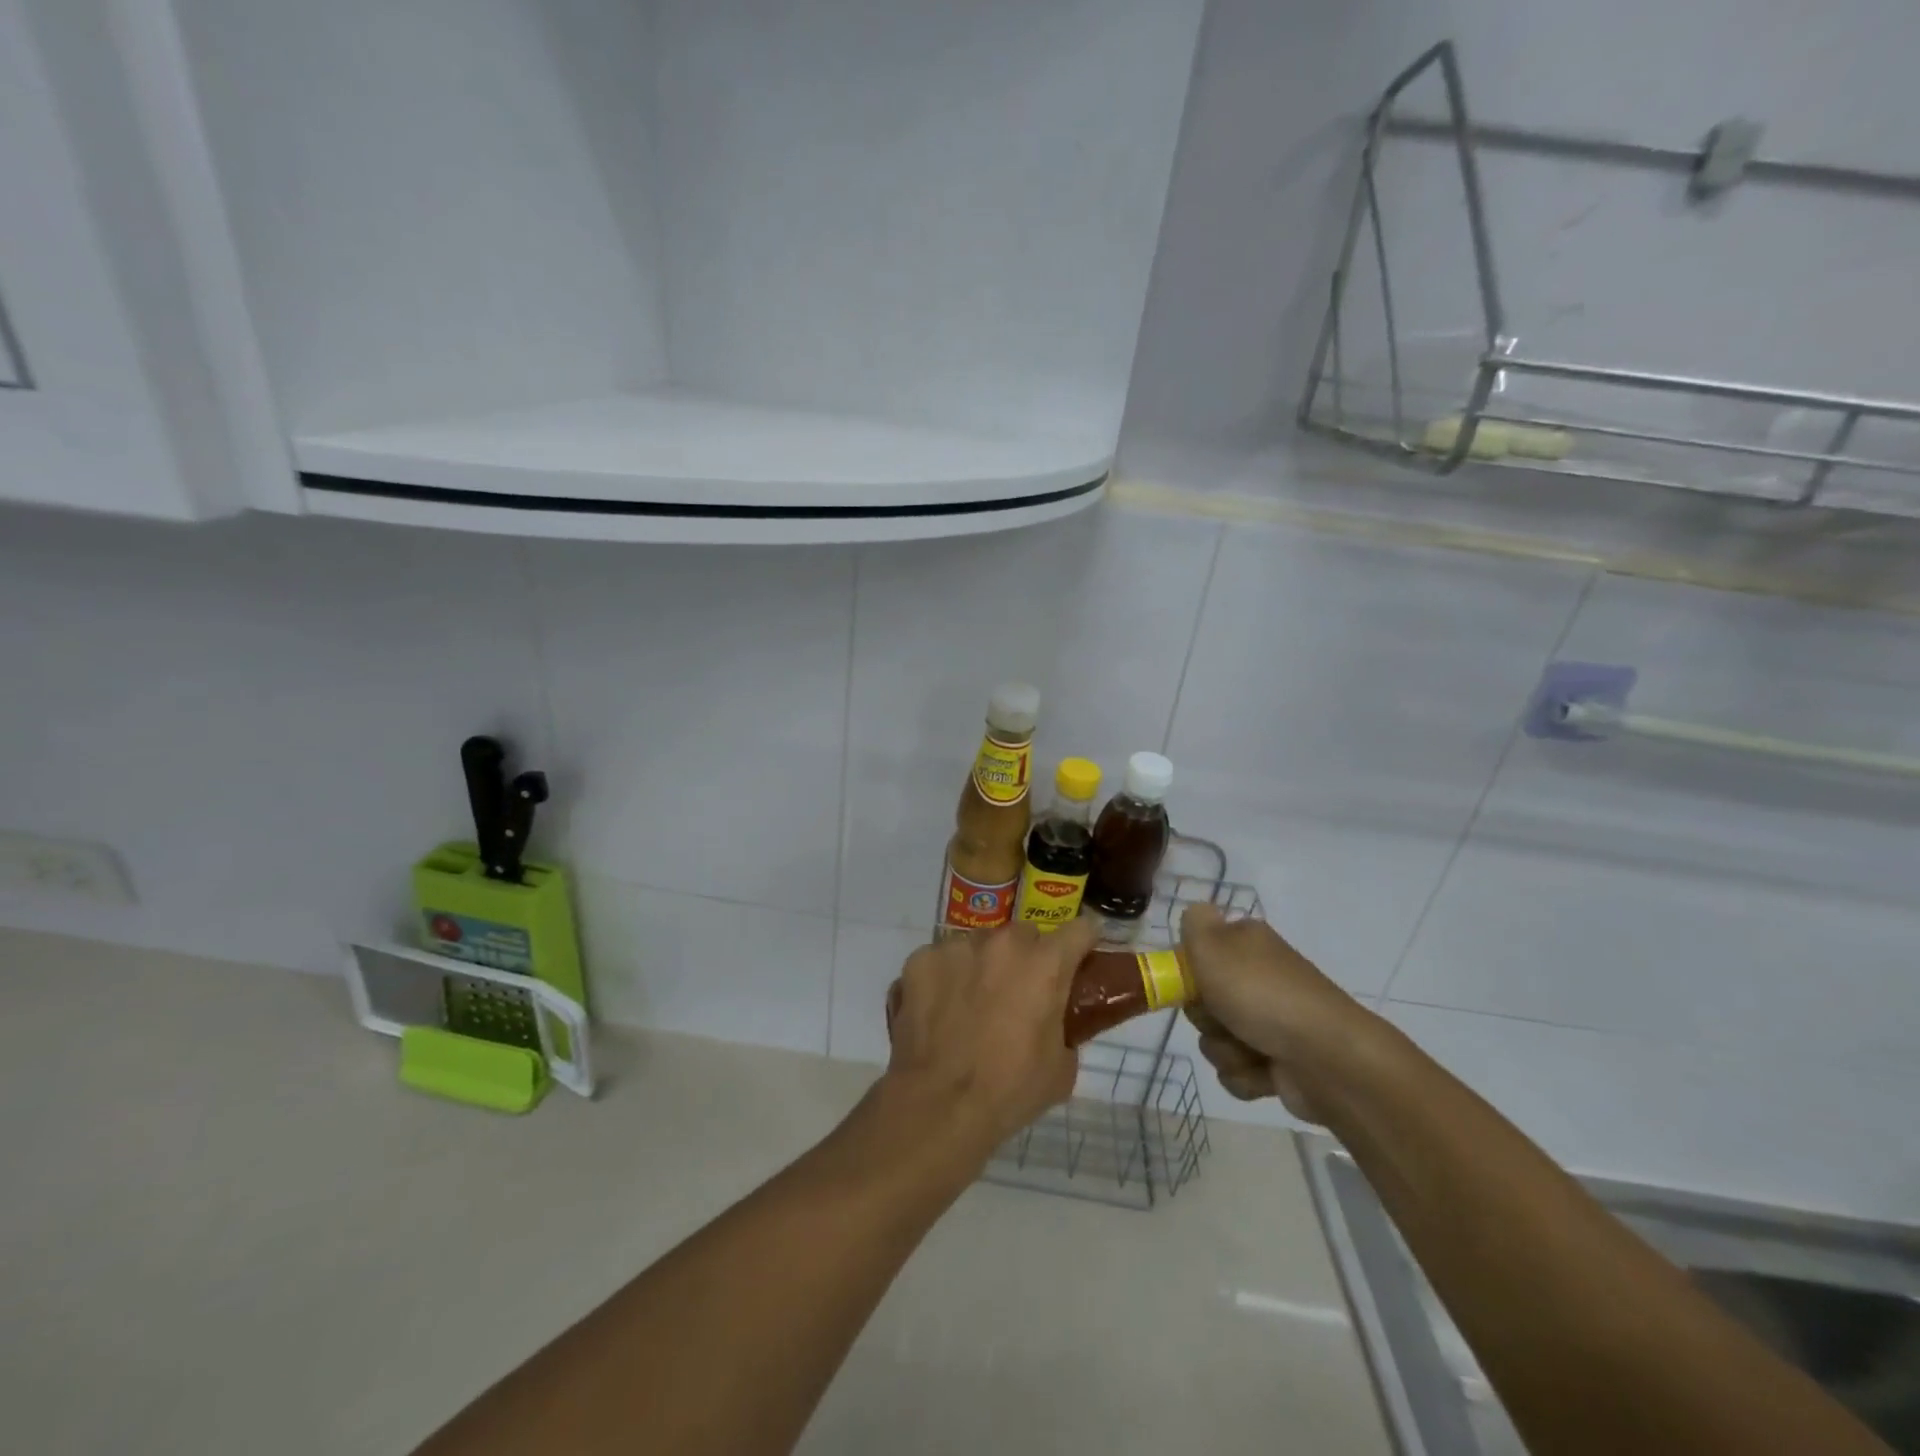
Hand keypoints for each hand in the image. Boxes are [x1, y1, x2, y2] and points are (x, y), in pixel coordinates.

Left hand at [882, 918, 1100, 1158]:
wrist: (938, 1105)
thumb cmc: (1009, 1090)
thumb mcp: (1061, 1067)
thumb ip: (1065, 1028)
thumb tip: (1056, 1021)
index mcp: (1045, 963)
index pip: (1080, 930)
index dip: (1082, 945)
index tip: (1078, 962)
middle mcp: (1002, 942)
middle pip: (1025, 935)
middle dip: (1027, 958)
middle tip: (1019, 995)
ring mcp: (957, 946)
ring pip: (979, 944)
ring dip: (983, 965)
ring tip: (971, 1005)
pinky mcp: (920, 959)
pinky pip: (941, 960)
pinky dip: (944, 978)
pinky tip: (938, 1010)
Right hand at [1178, 903, 1372, 1121]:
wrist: (1327, 1058)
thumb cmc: (1263, 995)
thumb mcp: (1214, 945)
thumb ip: (1195, 923)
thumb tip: (1196, 911)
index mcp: (1247, 945)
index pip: (1201, 952)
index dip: (1189, 971)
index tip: (1190, 983)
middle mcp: (1258, 979)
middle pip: (1202, 1000)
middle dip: (1205, 1016)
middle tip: (1221, 1015)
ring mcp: (1270, 1023)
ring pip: (1216, 1039)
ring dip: (1226, 1049)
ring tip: (1251, 1049)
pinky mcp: (1277, 1063)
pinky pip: (1237, 1072)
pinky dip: (1246, 1075)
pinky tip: (1265, 1071)